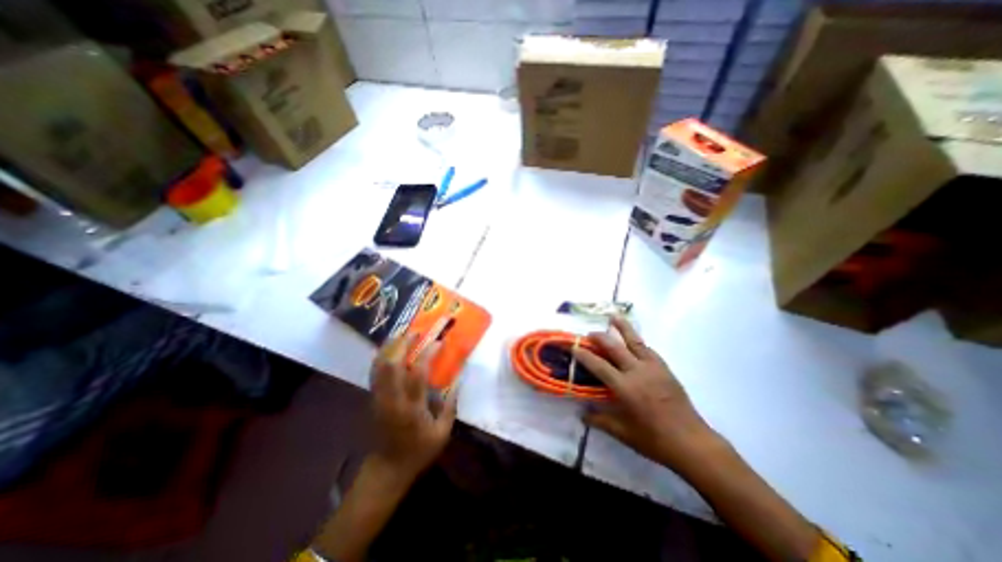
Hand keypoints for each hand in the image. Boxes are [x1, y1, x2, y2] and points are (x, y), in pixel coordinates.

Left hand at [368, 333, 458, 481]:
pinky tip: (390, 349)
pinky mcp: (373, 399)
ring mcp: (379, 398)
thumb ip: (450, 405)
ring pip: (379, 366)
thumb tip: (458, 380)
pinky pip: (374, 372)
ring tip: (402, 334)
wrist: (387, 469)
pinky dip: (381, 356)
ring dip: (390, 347)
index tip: (439, 342)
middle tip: (416, 332)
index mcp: (412, 409)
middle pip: (392, 365)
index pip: (418, 374)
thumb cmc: (419, 451)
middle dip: (404, 343)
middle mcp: (392, 400)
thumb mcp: (442, 433)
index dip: (428, 354)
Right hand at [575, 319, 724, 470]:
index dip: (583, 355)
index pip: (598, 365)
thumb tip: (582, 415)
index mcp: (625, 387)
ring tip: (613, 317)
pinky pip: (648, 349)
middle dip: (599, 338)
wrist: (692, 443)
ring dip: (622, 327)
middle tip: (588, 334)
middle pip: (614, 347)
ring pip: (634, 341)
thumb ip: (600, 421)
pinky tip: (634, 340)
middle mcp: (637, 372)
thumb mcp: (623, 433)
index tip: (572, 347)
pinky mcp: (665, 369)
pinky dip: (637, 342)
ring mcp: (653, 368)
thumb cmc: (655, 440)